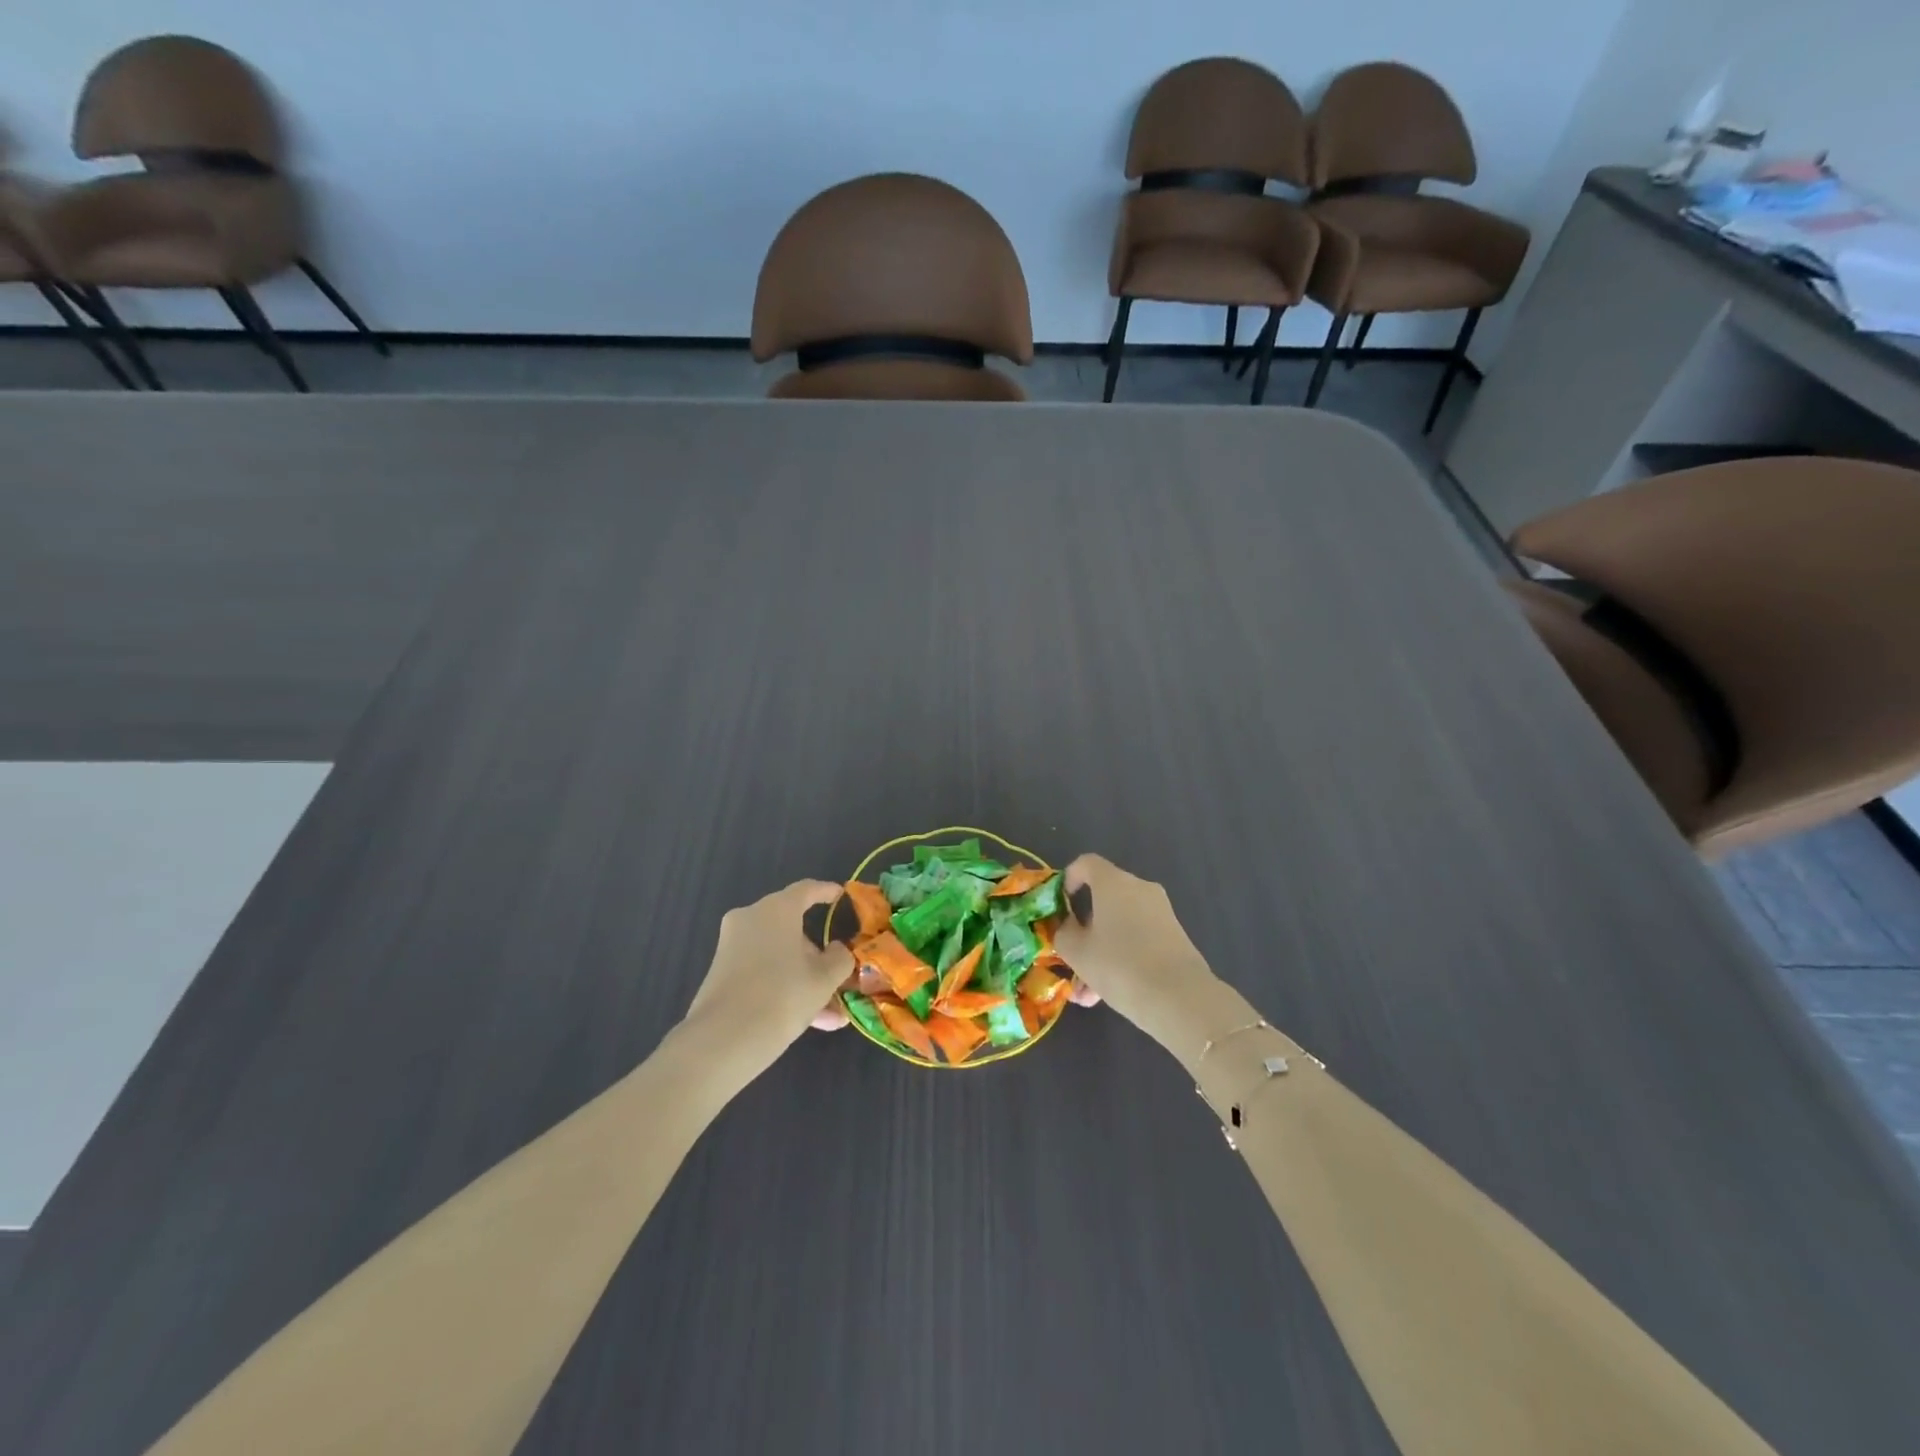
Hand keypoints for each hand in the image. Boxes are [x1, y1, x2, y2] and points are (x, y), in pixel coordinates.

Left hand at [683, 880, 854, 1062]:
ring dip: (804, 978)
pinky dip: (784, 987)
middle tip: (837, 976)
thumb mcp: (824, 979)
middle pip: (792, 927)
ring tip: (830, 1014)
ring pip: (778, 955)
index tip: (841, 896)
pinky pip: (762, 972)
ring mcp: (732, 946)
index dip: (826, 892)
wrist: (722, 1041)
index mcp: (777, 909)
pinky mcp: (721, 973)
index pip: (807, 889)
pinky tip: (809, 1021)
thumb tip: (836, 951)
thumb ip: (839, 959)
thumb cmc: (783, 996)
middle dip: (817, 955)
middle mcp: (751, 919)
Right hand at [1054, 854, 1230, 1061]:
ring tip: (1086, 992)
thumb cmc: (1119, 965)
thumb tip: (1069, 927)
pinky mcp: (1174, 936)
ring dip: (1100, 951)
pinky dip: (1120, 958)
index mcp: (1114, 883)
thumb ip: (1064, 933)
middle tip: (1070, 957)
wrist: (1181, 999)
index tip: (1059, 906)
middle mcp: (1140, 889)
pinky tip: (1107, 996)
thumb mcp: (1077, 952)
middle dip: (1083, 929)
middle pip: (1103, 898)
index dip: (1068, 879)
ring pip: (1119, 924)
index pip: (1087, 863)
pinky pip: (1138, 939)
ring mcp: (1160, 912)